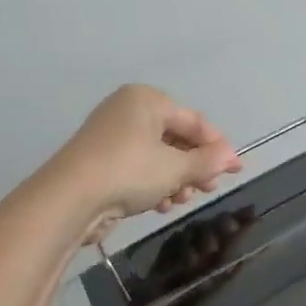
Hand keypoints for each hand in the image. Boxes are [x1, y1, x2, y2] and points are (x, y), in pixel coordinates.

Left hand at [51, 85, 241, 244]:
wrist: (69, 199)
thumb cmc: (129, 172)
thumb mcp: (176, 168)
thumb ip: (208, 162)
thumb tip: (232, 158)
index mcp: (147, 100)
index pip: (194, 121)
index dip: (219, 146)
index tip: (236, 169)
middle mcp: (129, 111)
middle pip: (176, 139)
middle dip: (195, 167)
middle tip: (208, 188)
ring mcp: (112, 137)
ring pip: (159, 157)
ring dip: (176, 180)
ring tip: (181, 199)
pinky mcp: (101, 162)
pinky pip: (140, 169)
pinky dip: (154, 185)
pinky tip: (160, 205)